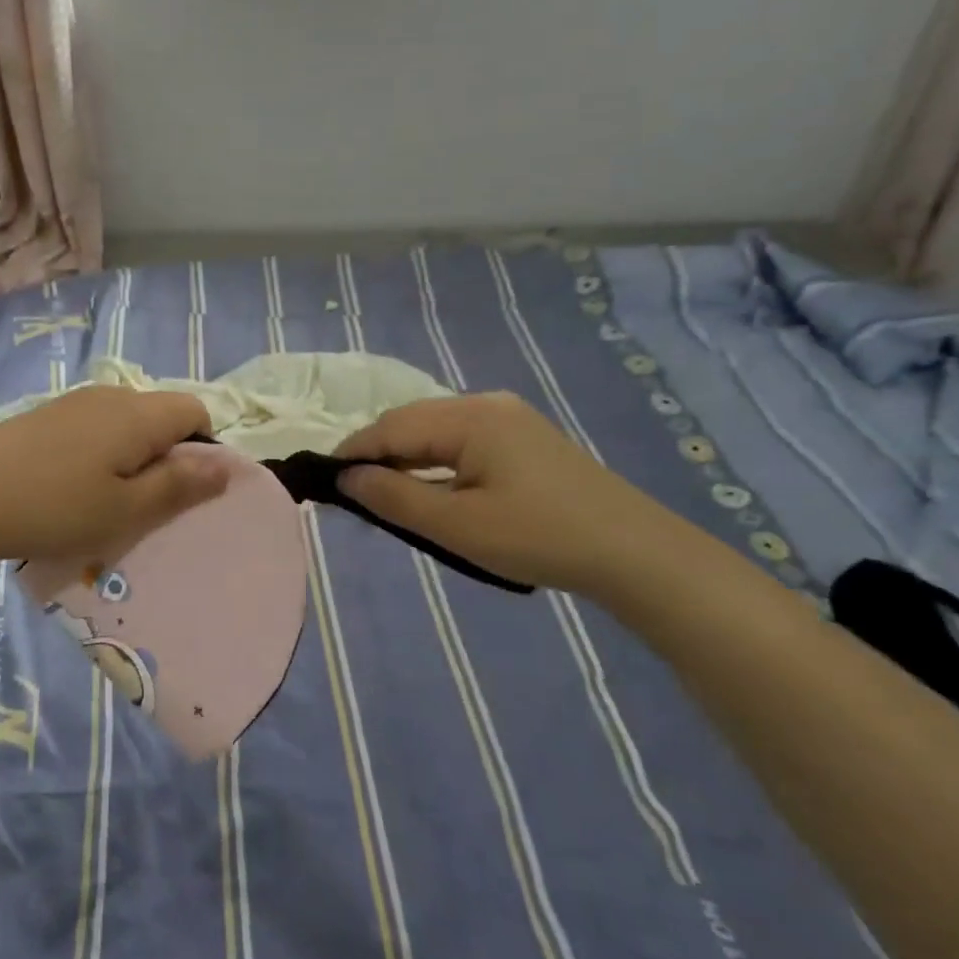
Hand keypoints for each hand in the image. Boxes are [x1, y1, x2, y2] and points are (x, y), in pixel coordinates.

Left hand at [0, 386, 228, 568]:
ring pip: (127, 425)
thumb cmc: (53, 507)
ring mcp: (73, 403)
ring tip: (105, 503)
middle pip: (161, 416)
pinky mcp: (46, 416)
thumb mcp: (125, 509)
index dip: (203, 449)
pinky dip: (101, 457)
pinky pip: (95, 430)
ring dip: (132, 460)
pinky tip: (72, 489)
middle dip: (166, 458)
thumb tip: (228, 465)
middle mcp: (110, 395)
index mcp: (137, 412)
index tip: (181, 493)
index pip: (196, 410)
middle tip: (143, 507)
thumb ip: (180, 485)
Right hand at [334, 392, 695, 597]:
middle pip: (411, 420)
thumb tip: (346, 477)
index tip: (322, 478)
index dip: (352, 451)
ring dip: (405, 455)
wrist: (636, 554)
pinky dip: (434, 459)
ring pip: (435, 428)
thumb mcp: (456, 525)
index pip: (390, 427)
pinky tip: (430, 485)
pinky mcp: (524, 437)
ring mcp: (509, 418)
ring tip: (384, 491)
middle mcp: (486, 404)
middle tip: (351, 490)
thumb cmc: (538, 537)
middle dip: (376, 452)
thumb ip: (393, 497)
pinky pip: (460, 438)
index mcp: (469, 417)